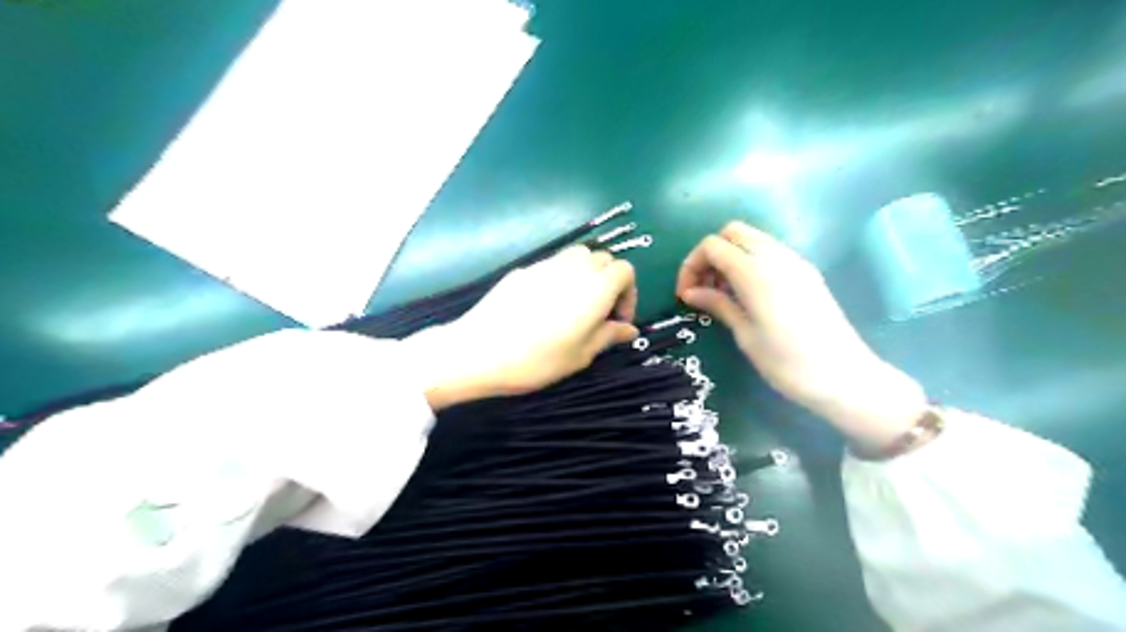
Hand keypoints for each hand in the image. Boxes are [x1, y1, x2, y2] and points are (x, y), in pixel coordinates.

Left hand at [411, 246, 637, 408]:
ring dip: (585, 274)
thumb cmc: (538, 359)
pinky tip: (544, 305)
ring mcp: (545, 265)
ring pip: (577, 255)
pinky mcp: (523, 270)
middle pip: (603, 258)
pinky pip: (551, 265)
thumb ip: (609, 336)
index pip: (625, 270)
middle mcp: (574, 268)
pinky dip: (560, 277)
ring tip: (575, 303)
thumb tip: (629, 329)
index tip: (617, 321)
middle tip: (599, 312)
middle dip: (609, 281)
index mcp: (596, 288)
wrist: (481, 350)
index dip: (629, 294)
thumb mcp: (581, 355)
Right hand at [672, 222, 927, 449]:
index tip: (686, 294)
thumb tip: (690, 292)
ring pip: (753, 239)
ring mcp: (796, 262)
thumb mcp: (745, 335)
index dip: (691, 265)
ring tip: (723, 294)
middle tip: (703, 288)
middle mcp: (776, 257)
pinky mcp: (807, 273)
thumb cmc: (787, 363)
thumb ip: (718, 304)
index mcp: (756, 273)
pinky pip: (770, 252)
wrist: (845, 377)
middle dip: (710, 254)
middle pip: (733, 232)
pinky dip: (750, 262)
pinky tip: (748, 294)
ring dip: (731, 256)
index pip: (713, 246)